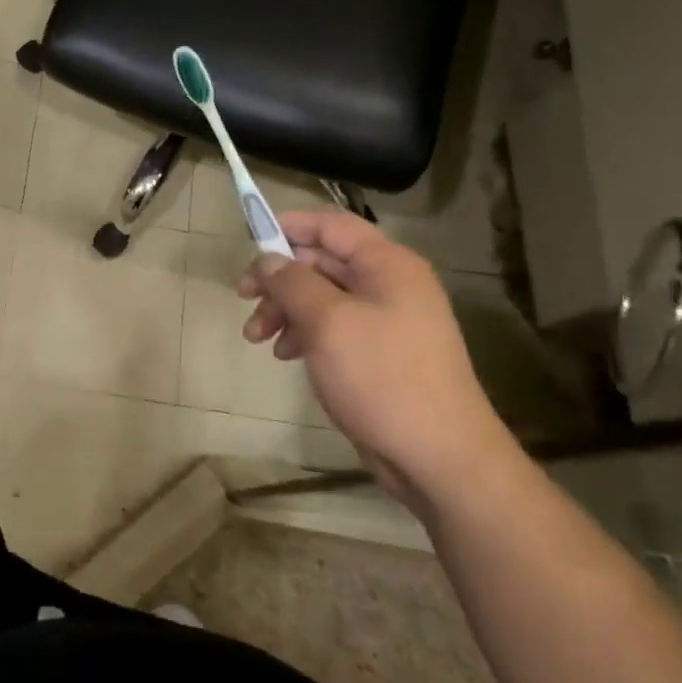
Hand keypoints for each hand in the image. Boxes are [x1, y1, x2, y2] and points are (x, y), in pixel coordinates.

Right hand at [239, 209, 513, 509]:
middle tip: (243, 297)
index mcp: (386, 265)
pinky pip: (332, 327)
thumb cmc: (381, 376)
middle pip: (322, 262)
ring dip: (285, 310)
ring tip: (256, 337)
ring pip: (321, 297)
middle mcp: (389, 285)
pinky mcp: (379, 353)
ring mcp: (386, 320)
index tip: (249, 240)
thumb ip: (292, 282)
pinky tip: (285, 355)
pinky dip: (304, 333)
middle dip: (279, 279)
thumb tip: (267, 259)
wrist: (438, 457)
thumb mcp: (327, 322)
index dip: (289, 225)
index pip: (331, 225)